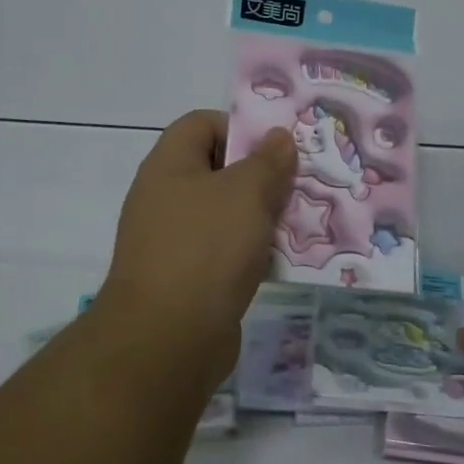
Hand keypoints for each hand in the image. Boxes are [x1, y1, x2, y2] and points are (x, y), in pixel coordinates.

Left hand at [100, 110, 295, 374]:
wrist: (167, 341)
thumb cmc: (206, 249)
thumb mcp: (246, 193)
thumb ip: (267, 161)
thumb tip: (278, 137)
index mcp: (169, 165)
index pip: (202, 123)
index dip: (239, 128)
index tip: (277, 150)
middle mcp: (165, 197)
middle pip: (217, 169)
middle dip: (260, 176)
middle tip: (298, 187)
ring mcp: (172, 240)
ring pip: (224, 214)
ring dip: (260, 217)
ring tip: (298, 224)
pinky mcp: (185, 279)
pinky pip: (223, 252)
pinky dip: (250, 252)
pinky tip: (280, 263)